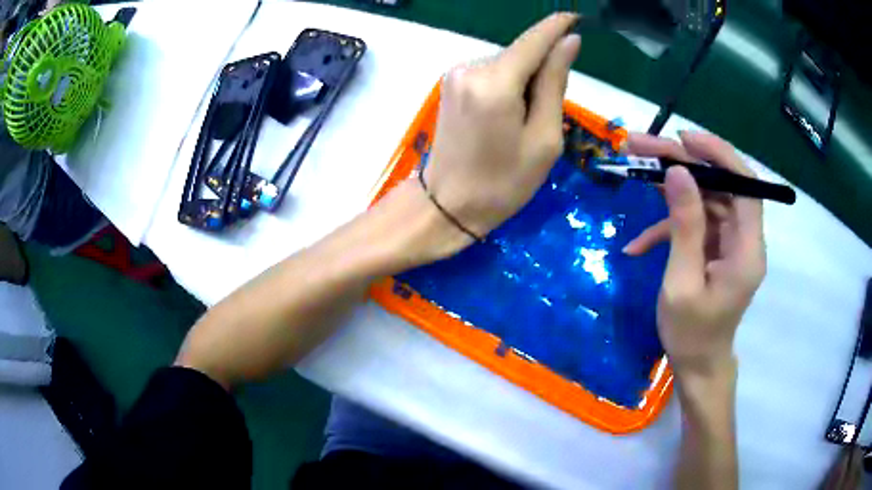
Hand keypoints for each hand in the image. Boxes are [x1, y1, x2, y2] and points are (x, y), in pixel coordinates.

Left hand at [422, 13, 580, 238]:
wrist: (448, 204)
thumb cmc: (504, 182)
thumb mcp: (544, 138)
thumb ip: (555, 83)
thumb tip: (569, 42)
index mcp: (495, 84)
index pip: (533, 41)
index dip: (556, 27)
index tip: (577, 18)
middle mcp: (470, 69)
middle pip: (520, 55)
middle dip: (541, 71)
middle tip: (546, 114)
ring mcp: (455, 75)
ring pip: (506, 64)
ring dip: (524, 82)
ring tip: (522, 122)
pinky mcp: (451, 84)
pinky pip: (491, 74)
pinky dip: (507, 86)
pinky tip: (505, 116)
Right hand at [623, 131, 765, 375]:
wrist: (697, 366)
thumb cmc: (691, 334)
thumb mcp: (681, 283)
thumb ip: (684, 227)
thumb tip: (678, 172)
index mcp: (747, 250)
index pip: (746, 186)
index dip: (719, 155)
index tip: (683, 139)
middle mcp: (744, 239)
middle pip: (720, 185)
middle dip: (683, 163)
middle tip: (640, 146)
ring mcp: (729, 243)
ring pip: (705, 198)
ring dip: (671, 186)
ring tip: (634, 169)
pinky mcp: (715, 248)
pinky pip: (695, 224)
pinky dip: (667, 227)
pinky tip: (637, 244)